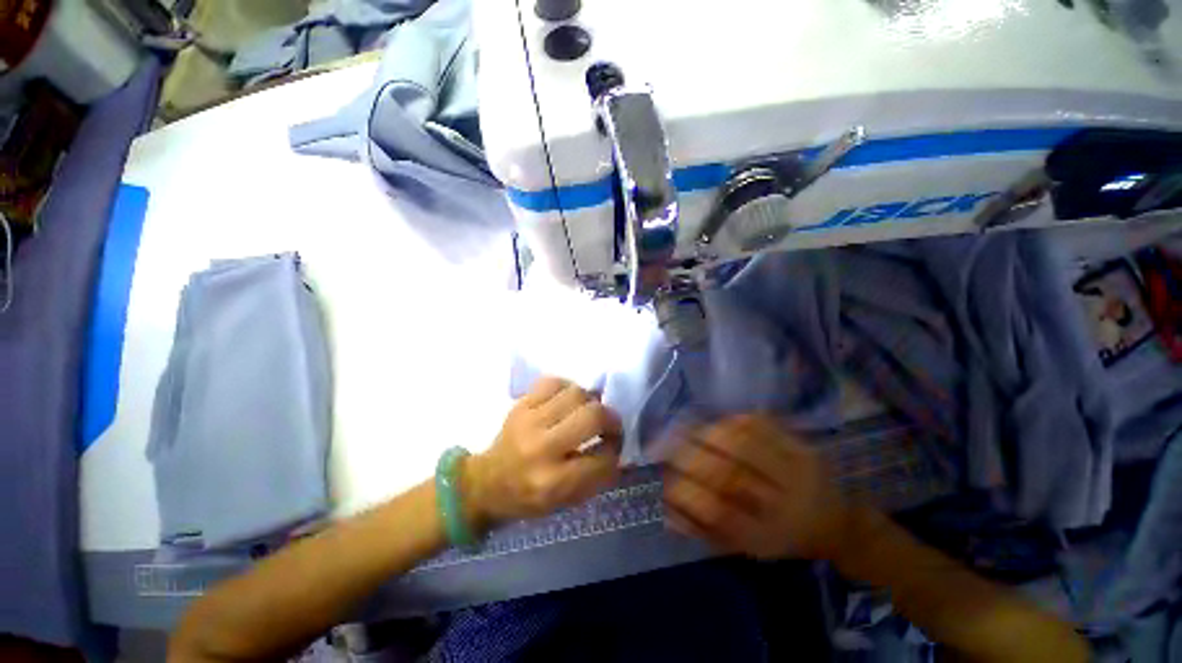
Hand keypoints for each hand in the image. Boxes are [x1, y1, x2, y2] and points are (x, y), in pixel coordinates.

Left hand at [464, 377, 622, 527]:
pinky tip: (568, 400)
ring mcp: (529, 420)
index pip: (602, 459)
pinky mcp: (521, 404)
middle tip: (609, 425)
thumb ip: (595, 477)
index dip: (615, 450)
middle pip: (592, 416)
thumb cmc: (529, 497)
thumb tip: (616, 447)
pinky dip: (568, 388)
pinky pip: (554, 382)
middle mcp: (541, 448)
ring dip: (590, 401)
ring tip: (587, 411)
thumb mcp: (565, 501)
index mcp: (553, 482)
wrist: (487, 482)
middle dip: (611, 419)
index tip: (614, 446)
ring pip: (576, 393)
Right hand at [663, 414, 847, 559]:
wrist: (837, 522)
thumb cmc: (782, 537)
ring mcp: (798, 470)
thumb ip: (707, 532)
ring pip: (744, 443)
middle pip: (731, 474)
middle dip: (690, 457)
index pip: (720, 514)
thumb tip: (668, 512)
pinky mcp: (802, 446)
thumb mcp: (747, 546)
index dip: (686, 495)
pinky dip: (731, 420)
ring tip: (685, 431)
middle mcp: (787, 505)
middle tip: (667, 448)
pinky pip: (761, 425)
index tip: (665, 482)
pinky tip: (714, 423)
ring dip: (706, 434)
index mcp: (770, 536)